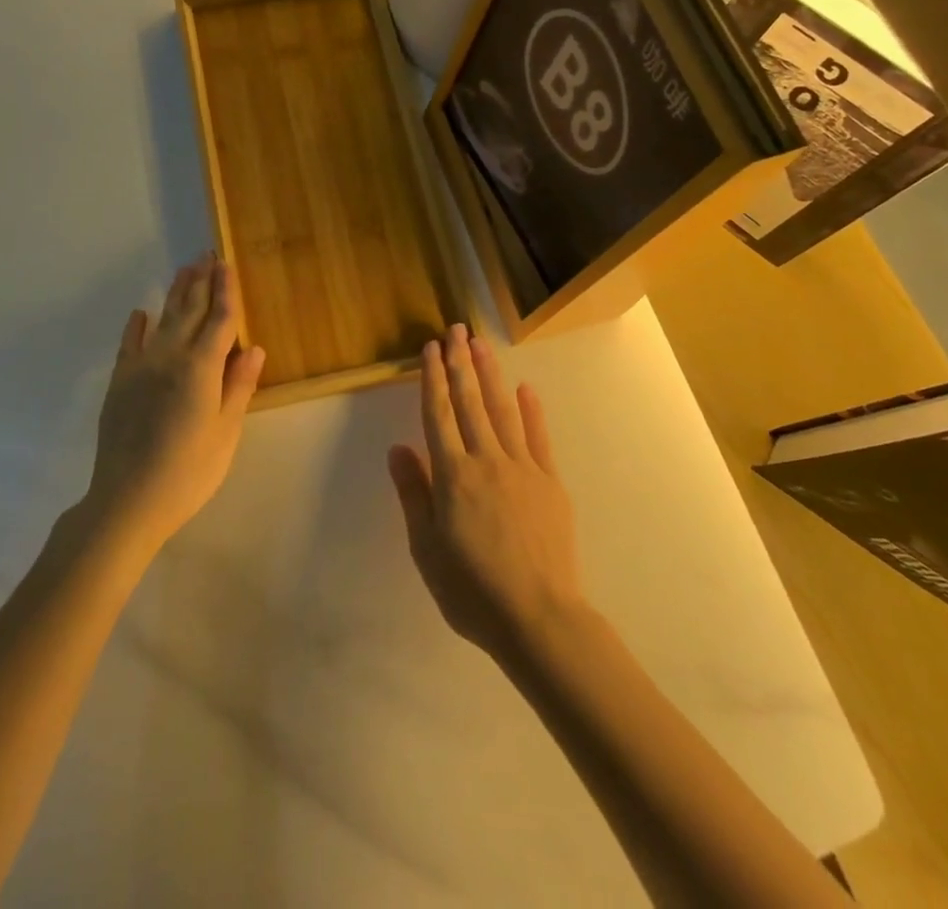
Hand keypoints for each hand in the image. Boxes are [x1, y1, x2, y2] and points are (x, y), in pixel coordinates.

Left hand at [84, 254, 266, 550]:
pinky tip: (141, 313)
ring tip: (185, 270)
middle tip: (207, 255)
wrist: (127, 500)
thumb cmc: (188, 471)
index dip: (226, 291)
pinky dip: (136, 326)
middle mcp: (170, 356)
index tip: (226, 264)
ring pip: (163, 320)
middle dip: (201, 282)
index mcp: (201, 368)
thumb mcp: (226, 432)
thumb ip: (238, 386)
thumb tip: (254, 347)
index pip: (219, 320)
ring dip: (175, 294)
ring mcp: (141, 367)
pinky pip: (129, 344)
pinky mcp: (120, 382)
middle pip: (190, 311)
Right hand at [388, 324, 586, 662]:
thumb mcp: (426, 548)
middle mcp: (486, 460)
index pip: (438, 414)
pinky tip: (525, 388)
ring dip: (490, 374)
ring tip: (481, 344)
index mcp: (453, 475)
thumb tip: (398, 448)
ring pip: (502, 410)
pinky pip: (538, 437)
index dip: (433, 378)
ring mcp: (522, 467)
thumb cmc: (472, 590)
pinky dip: (531, 410)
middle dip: (461, 362)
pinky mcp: (550, 481)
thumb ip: (414, 494)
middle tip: (456, 329)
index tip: (431, 348)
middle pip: (470, 402)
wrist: (538, 617)